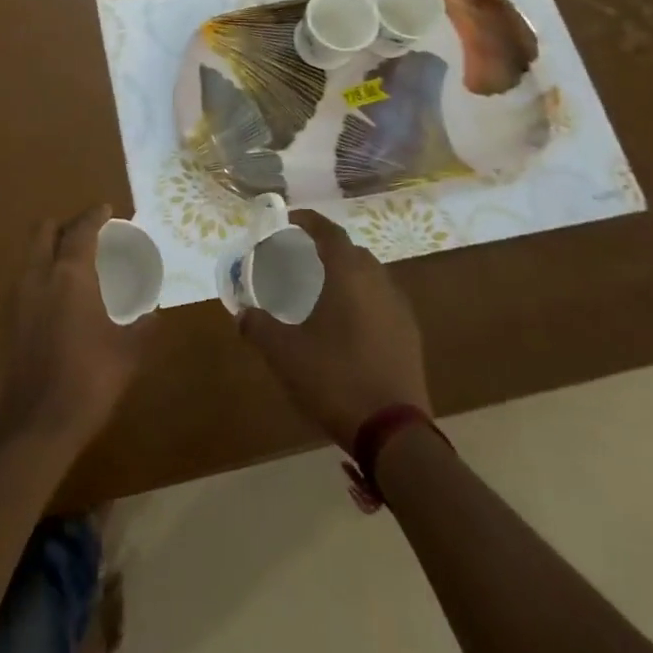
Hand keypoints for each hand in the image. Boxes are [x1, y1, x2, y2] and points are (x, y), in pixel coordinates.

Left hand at [0, 205, 151, 449]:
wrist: (36, 422)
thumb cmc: (89, 378)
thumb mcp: (128, 352)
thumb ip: (142, 328)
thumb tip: (153, 316)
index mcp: (70, 275)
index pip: (81, 230)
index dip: (94, 216)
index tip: (106, 210)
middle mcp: (39, 275)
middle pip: (43, 230)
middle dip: (64, 225)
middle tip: (86, 235)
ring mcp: (18, 296)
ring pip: (30, 254)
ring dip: (49, 248)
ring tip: (73, 264)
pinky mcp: (7, 319)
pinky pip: (25, 279)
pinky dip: (41, 274)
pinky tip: (58, 297)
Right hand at [238, 211, 429, 447]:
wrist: (394, 432)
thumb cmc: (335, 379)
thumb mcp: (284, 354)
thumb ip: (258, 328)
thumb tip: (242, 314)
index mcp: (349, 275)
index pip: (330, 232)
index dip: (309, 221)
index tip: (290, 220)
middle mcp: (378, 283)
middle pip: (353, 252)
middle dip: (328, 248)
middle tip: (302, 257)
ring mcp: (399, 310)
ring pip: (372, 277)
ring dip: (349, 274)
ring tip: (324, 290)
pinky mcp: (410, 337)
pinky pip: (383, 302)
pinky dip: (364, 299)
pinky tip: (348, 324)